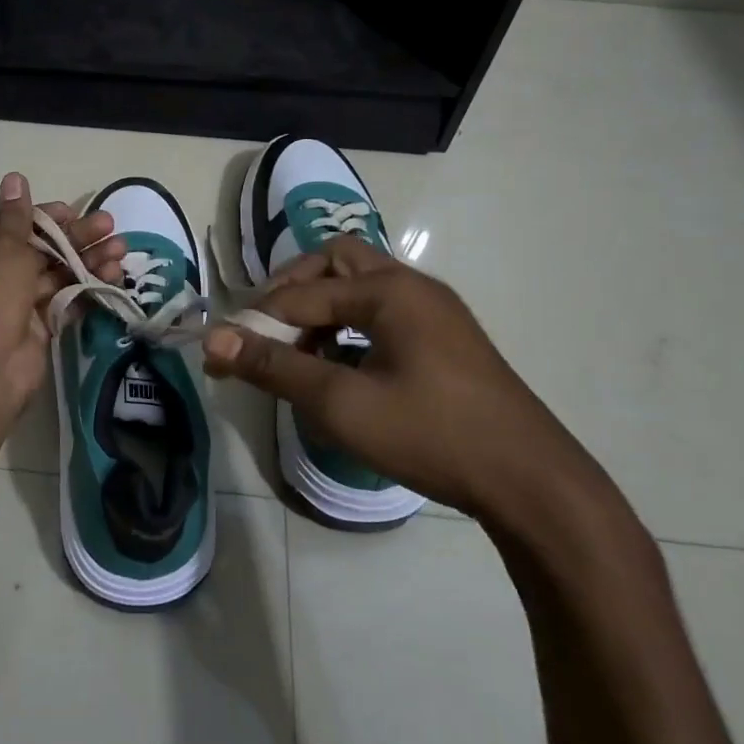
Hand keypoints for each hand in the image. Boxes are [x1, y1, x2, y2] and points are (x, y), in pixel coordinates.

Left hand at [0, 172, 125, 427]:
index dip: (45, 217)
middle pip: (40, 249)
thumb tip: (14, 177)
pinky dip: (87, 288)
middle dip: (75, 238)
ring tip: (121, 251)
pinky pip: (65, 300)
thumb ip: (18, 215)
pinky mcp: (39, 326)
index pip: (13, 225)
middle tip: (109, 226)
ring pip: (57, 274)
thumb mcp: (4, 247)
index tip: (73, 212)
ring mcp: (17, 303)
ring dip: (88, 261)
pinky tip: (113, 276)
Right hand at [202, 235, 594, 519]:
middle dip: (293, 291)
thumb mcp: (341, 403)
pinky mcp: (445, 339)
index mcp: (389, 290)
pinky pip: (383, 313)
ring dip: (322, 308)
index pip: (302, 295)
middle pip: (336, 262)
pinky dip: (350, 327)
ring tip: (298, 353)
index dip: (256, 323)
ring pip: (361, 286)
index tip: (222, 353)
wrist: (531, 481)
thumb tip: (213, 339)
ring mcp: (434, 311)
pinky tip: (341, 367)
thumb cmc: (430, 434)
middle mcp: (412, 286)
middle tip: (265, 329)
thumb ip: (274, 367)